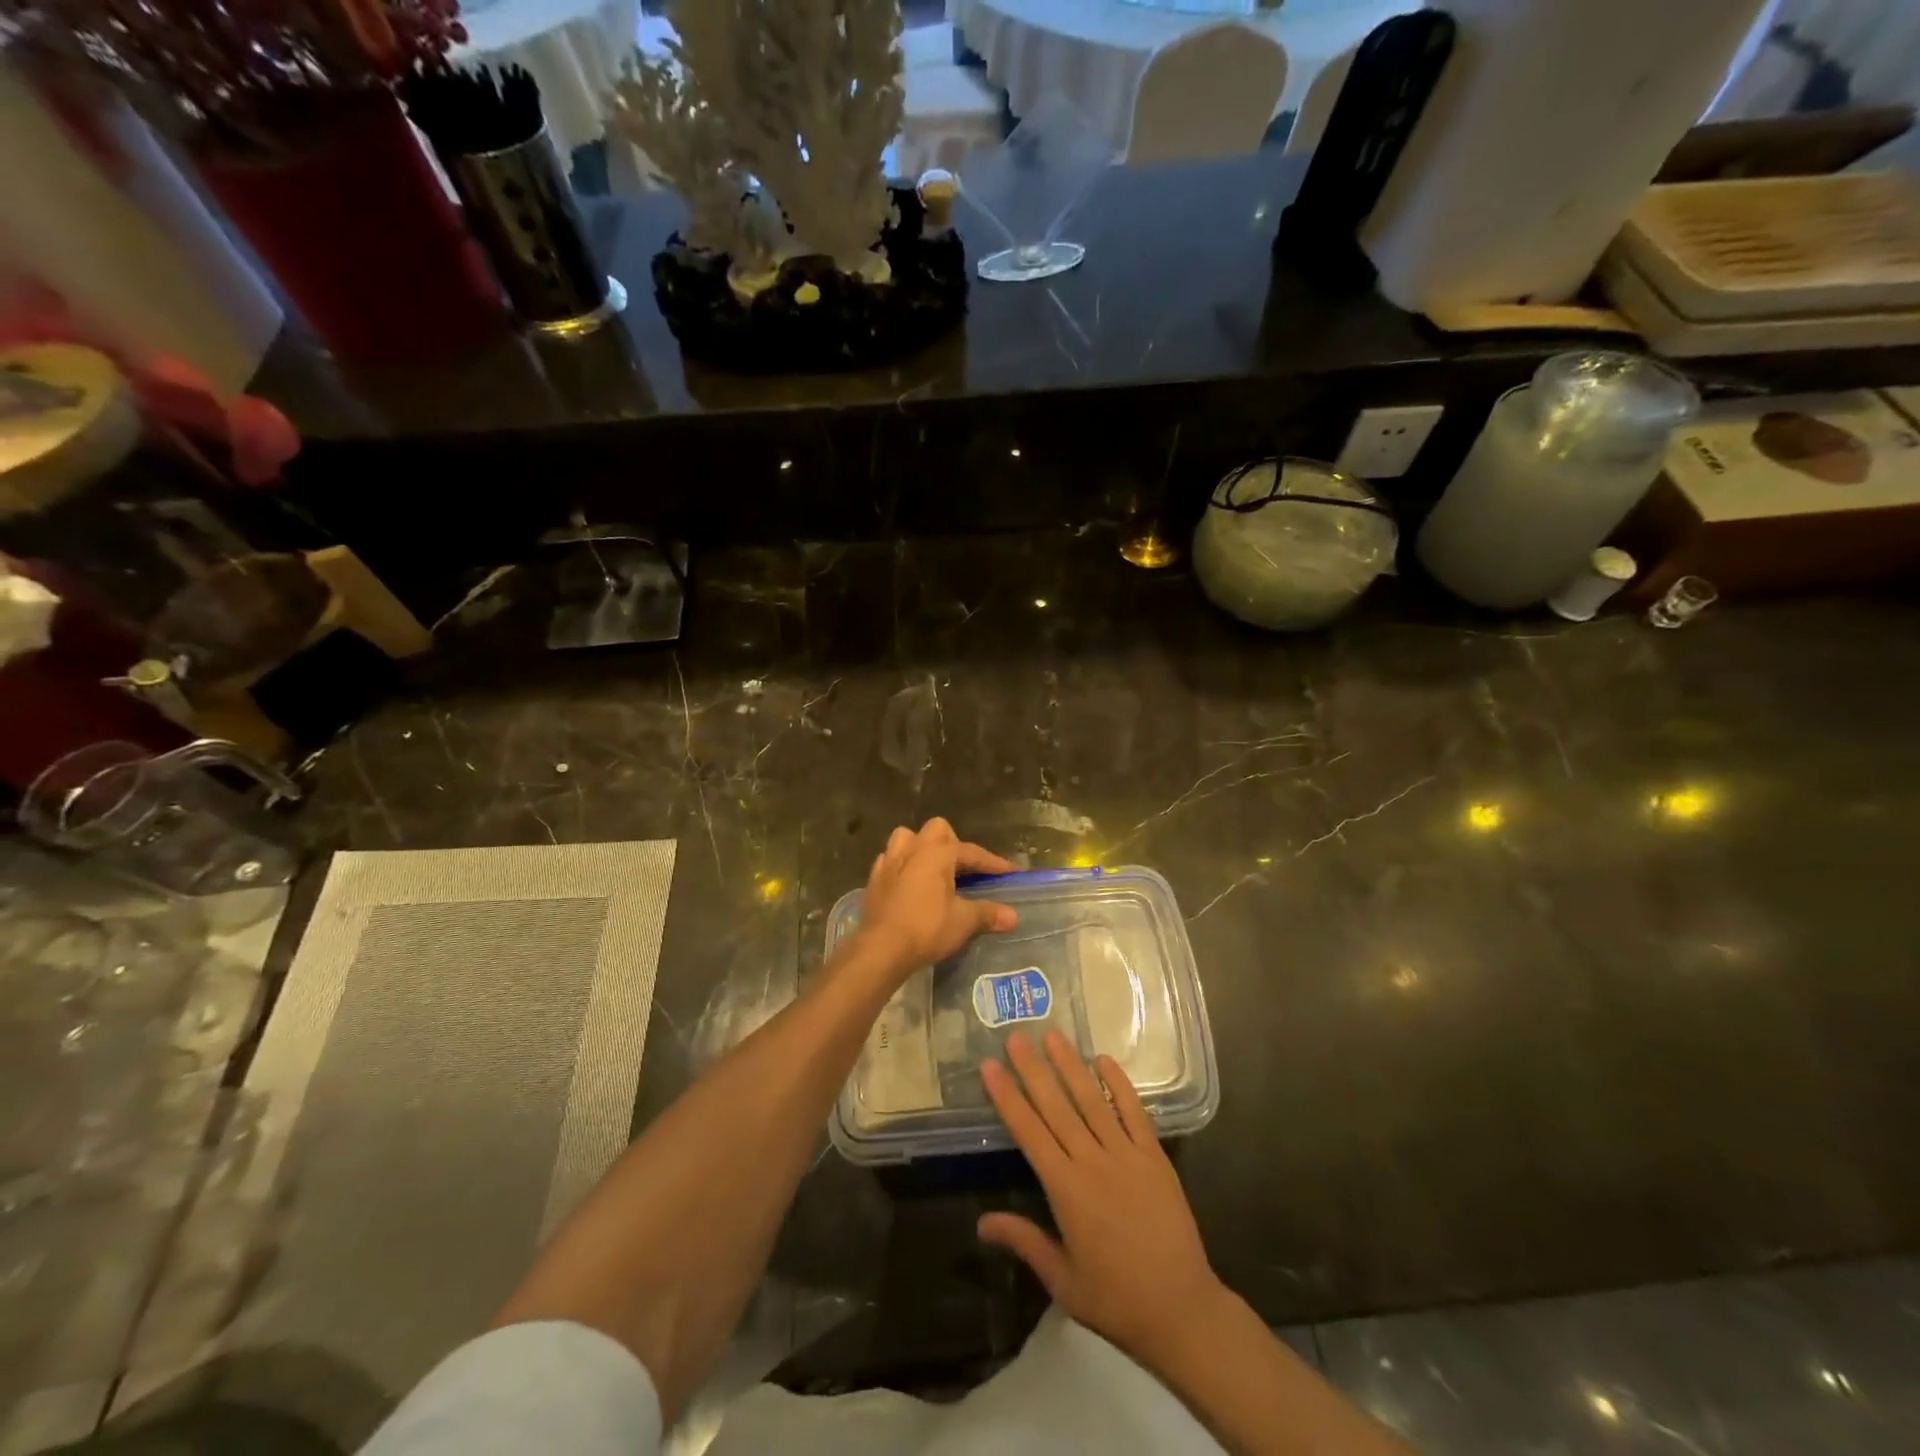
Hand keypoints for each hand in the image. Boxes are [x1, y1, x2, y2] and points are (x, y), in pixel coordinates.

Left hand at [856, 818, 1016, 978]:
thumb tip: (1013, 917)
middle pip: (937, 831)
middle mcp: (913, 849)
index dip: (993, 863)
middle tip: (963, 868)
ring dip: (921, 848)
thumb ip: (988, 914)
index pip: (972, 853)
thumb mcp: (963, 922)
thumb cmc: (926, 928)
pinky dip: (902, 866)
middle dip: (953, 844)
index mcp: (938, 853)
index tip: (1011, 872)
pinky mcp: (874, 878)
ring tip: (933, 869)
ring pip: (907, 838)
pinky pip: (890, 860)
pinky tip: (909, 883)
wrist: (881, 948)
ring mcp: (889, 861)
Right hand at [978, 1032, 1227, 1374]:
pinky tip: (1104, 1060)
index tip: (990, 1067)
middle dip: (1033, 1070)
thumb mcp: (1062, 1280)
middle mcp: (1092, 1162)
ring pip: (1092, 1101)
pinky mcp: (1154, 1157)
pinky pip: (1134, 1113)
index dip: (1007, 1097)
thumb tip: (981, 1223)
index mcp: (1065, 1190)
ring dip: (1070, 1066)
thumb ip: (1024, 1242)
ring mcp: (1126, 1155)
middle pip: (1056, 1107)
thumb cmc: (1116, 1299)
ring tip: (1053, 1036)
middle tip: (1015, 1037)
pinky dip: (1119, 1085)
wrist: (1181, 1310)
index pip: (1028, 1132)